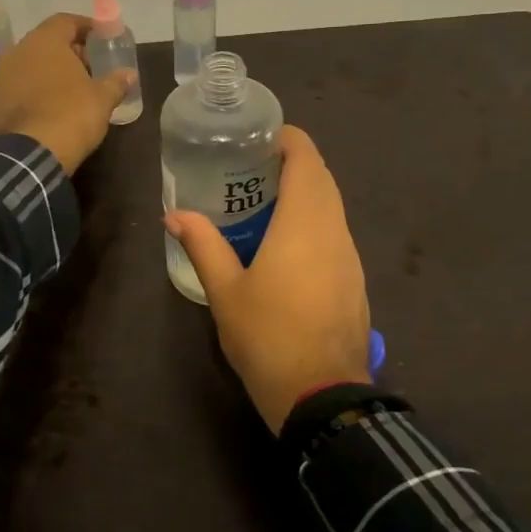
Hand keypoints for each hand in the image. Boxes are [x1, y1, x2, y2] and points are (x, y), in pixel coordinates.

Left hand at [0, 13, 134, 173]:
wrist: (32, 152)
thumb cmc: (72, 114)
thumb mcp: (103, 98)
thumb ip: (116, 81)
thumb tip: (129, 74)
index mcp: (45, 41)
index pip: (66, 21)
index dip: (85, 27)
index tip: (101, 38)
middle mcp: (19, 51)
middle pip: (47, 41)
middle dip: (69, 51)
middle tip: (90, 65)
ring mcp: (3, 76)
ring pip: (32, 63)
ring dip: (52, 70)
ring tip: (74, 87)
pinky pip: (22, 84)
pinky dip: (38, 88)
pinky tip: (54, 104)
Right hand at [165, 126, 371, 433]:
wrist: (322, 394)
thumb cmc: (268, 336)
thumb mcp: (225, 291)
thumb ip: (203, 246)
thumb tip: (175, 215)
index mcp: (305, 222)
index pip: (306, 158)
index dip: (288, 139)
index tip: (259, 137)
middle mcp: (334, 229)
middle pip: (322, 178)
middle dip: (293, 163)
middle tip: (251, 168)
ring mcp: (350, 256)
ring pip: (332, 207)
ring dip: (305, 194)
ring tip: (264, 202)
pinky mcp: (355, 279)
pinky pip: (336, 233)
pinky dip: (314, 222)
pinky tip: (287, 244)